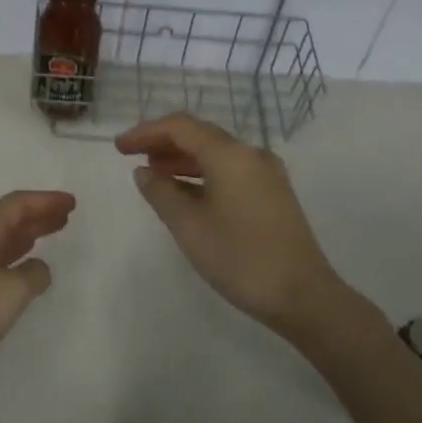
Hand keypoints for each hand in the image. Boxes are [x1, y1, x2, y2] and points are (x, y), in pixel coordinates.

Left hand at [0, 190, 75, 394]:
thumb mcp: (13, 290)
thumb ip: (34, 274)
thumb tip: (38, 268)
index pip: (17, 204)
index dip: (45, 201)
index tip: (71, 203)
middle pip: (7, 218)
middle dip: (37, 215)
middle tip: (66, 216)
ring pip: (0, 239)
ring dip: (26, 235)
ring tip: (51, 232)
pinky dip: (13, 257)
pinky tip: (25, 267)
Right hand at [116, 113, 350, 338]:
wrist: (302, 295)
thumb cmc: (239, 257)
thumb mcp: (189, 226)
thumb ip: (161, 192)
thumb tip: (144, 172)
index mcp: (230, 155)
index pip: (180, 127)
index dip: (146, 132)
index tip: (119, 147)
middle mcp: (251, 154)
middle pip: (200, 135)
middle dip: (163, 142)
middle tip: (132, 156)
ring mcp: (266, 174)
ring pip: (216, 153)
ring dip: (182, 158)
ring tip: (153, 174)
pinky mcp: (273, 193)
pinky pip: (230, 170)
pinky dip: (202, 174)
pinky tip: (184, 192)